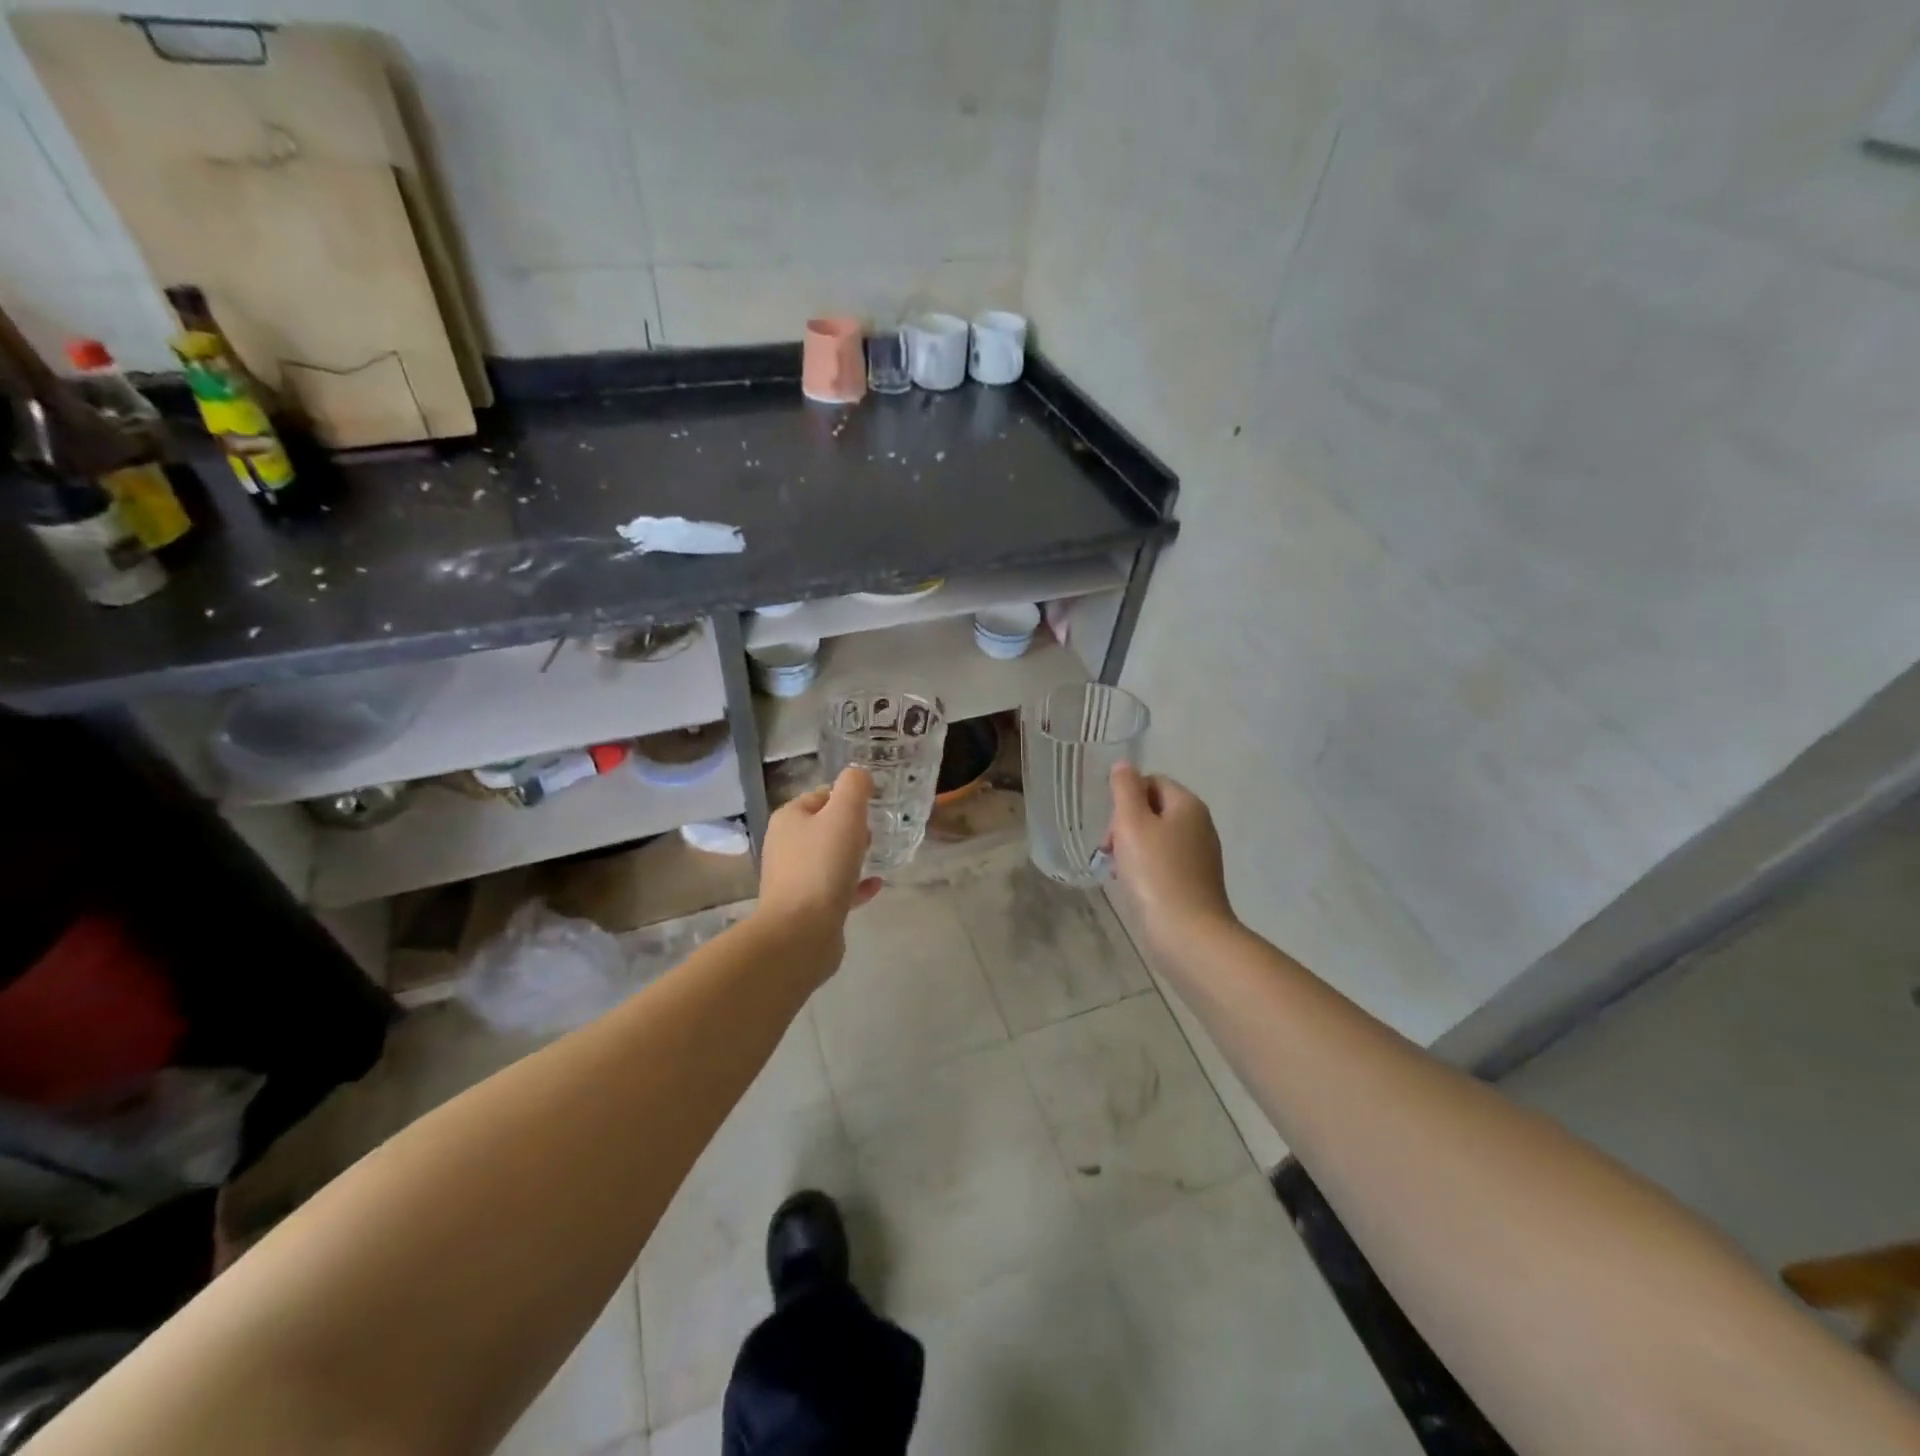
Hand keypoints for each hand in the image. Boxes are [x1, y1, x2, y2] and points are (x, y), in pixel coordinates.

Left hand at [756, 767, 883, 952]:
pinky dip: (853, 884)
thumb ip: (854, 787)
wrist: (801, 932)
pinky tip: (875, 885)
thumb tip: (859, 775)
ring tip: (877, 853)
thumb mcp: (844, 814)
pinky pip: (834, 888)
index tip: (873, 803)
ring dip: (851, 855)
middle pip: (822, 827)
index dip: (846, 796)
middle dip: (849, 826)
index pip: (819, 795)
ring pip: (827, 858)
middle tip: (876, 829)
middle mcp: (786, 846)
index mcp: (789, 819)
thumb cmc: (822, 866)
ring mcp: (794, 879)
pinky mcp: (806, 908)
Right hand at [1108, 763, 1235, 947]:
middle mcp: (1201, 825)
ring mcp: (1202, 855)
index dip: (1126, 798)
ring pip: (1159, 837)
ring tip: (1119, 871)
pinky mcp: (1198, 882)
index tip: (1111, 826)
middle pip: (1155, 809)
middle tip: (1110, 850)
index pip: (1152, 781)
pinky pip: (1166, 862)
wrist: (1188, 933)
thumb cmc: (1156, 873)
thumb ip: (1125, 790)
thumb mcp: (1132, 823)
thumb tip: (1124, 765)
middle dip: (1127, 824)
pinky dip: (1147, 868)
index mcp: (1188, 805)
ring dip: (1134, 848)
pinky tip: (1135, 886)